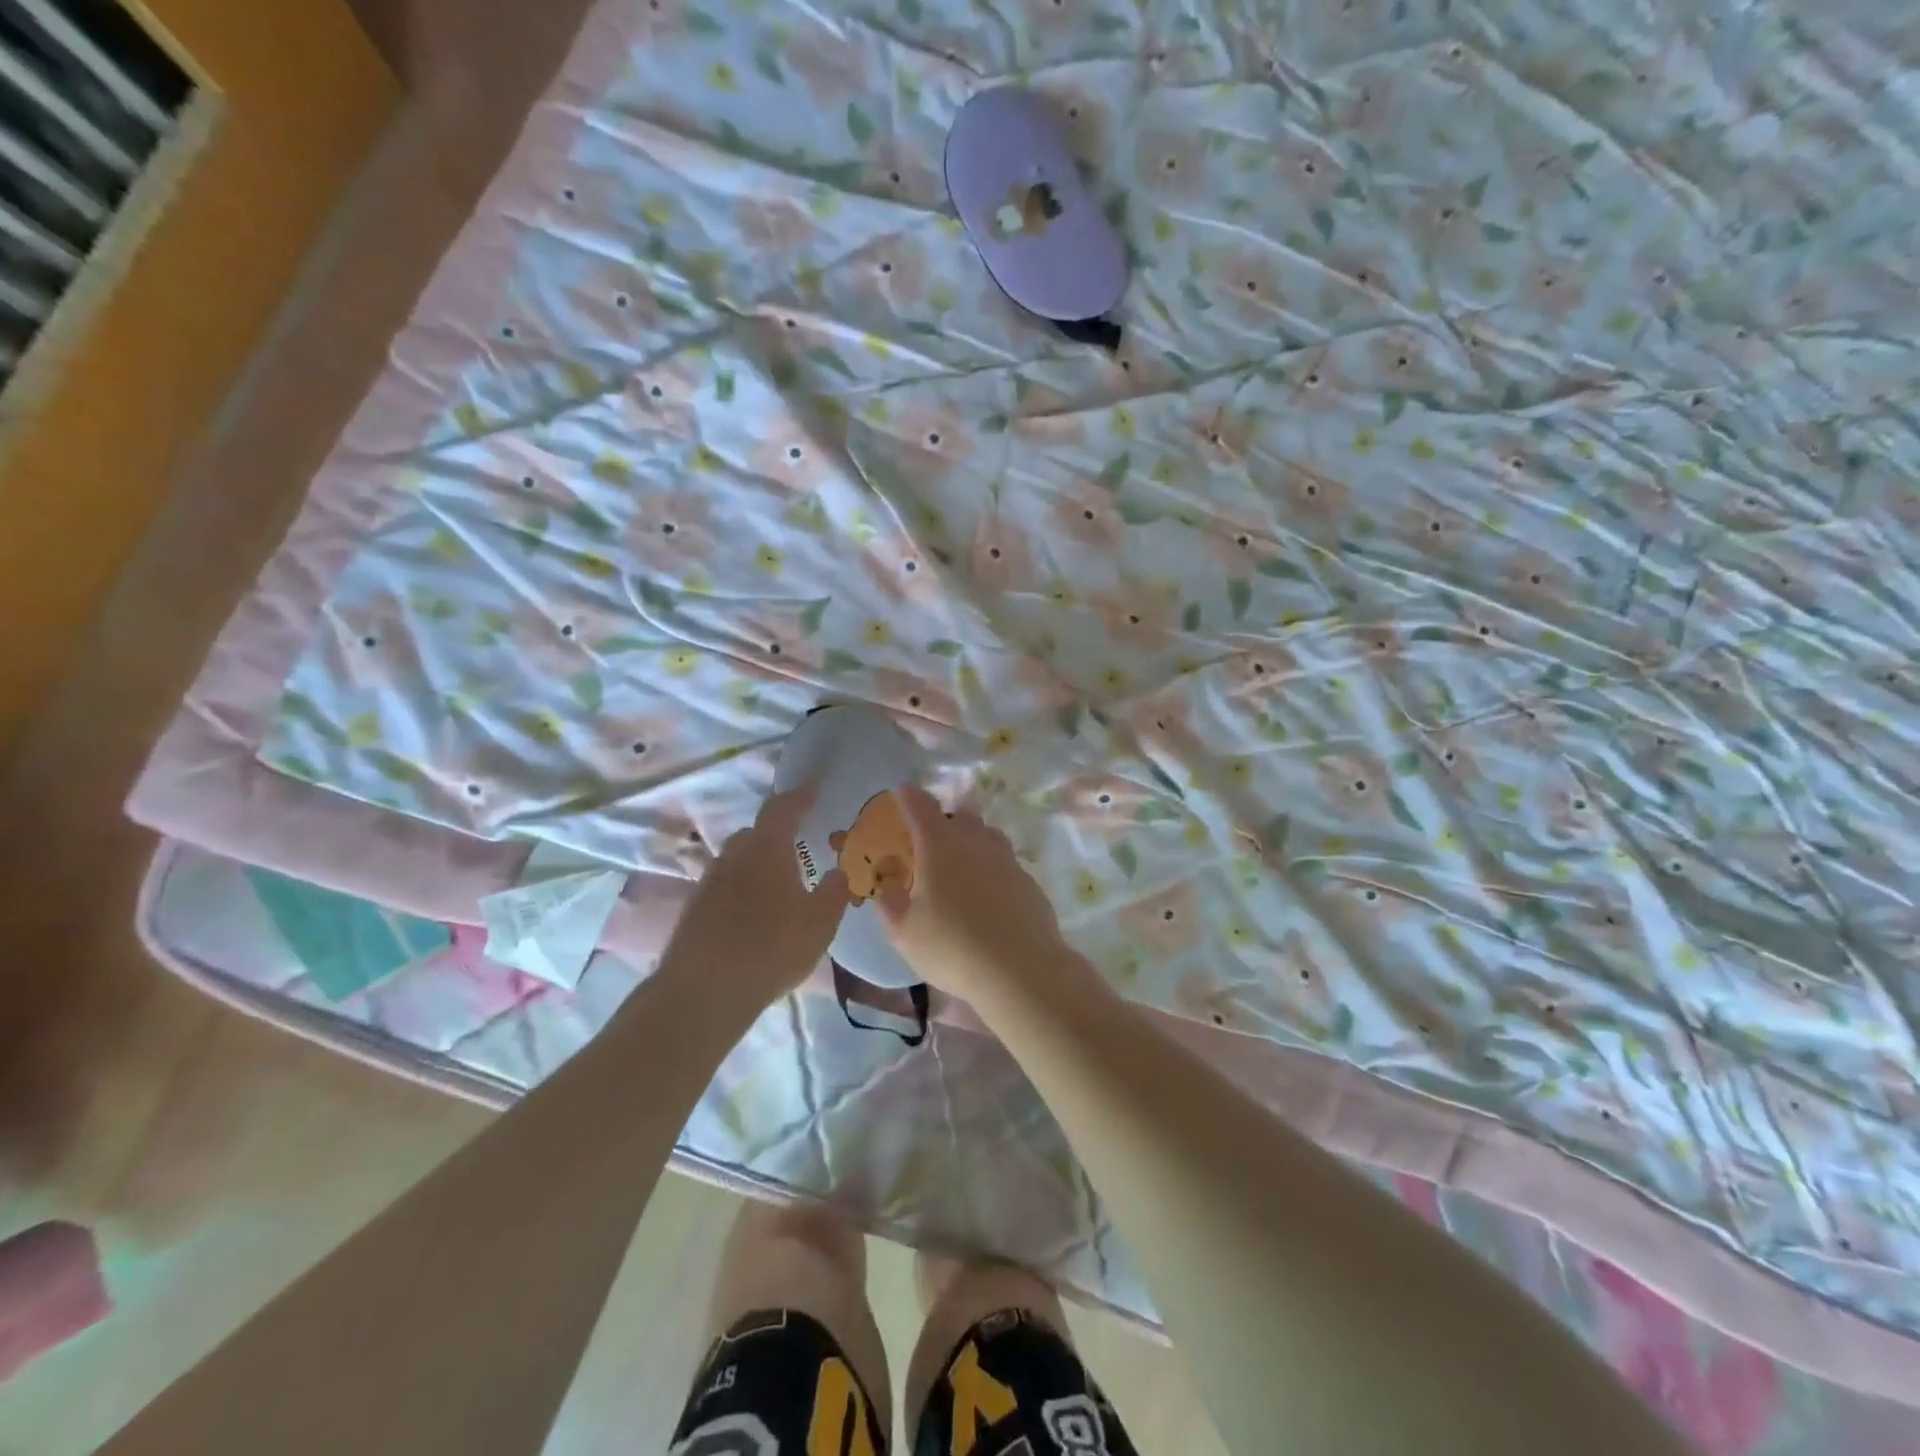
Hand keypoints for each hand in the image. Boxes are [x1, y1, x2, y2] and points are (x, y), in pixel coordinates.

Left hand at [659, 789, 849, 1002]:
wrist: (703, 992)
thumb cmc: (771, 949)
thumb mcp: (820, 923)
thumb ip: (835, 892)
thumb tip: (839, 870)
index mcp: (767, 849)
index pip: (782, 808)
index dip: (800, 795)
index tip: (814, 787)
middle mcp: (734, 856)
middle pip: (756, 833)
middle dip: (778, 834)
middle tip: (800, 847)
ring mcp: (709, 882)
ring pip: (739, 861)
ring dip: (759, 864)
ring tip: (780, 884)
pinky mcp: (694, 909)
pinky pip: (726, 886)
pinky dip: (743, 889)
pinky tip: (756, 914)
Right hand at [875, 786, 1070, 995]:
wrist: (1020, 969)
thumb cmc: (952, 947)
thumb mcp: (904, 932)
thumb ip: (890, 904)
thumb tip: (887, 887)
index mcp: (939, 847)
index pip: (921, 807)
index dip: (910, 796)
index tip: (903, 792)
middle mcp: (975, 843)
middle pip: (959, 816)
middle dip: (944, 821)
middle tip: (931, 842)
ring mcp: (1006, 859)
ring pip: (987, 835)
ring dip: (972, 840)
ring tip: (961, 865)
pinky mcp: (1028, 881)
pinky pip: (1005, 862)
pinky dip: (992, 868)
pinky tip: (988, 894)